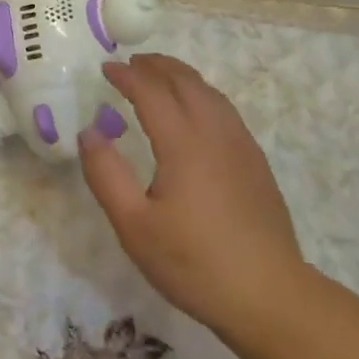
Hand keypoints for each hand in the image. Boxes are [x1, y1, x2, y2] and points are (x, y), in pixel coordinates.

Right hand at [78, 55, 306, 334]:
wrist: (269, 296)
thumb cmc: (193, 263)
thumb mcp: (134, 226)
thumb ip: (106, 175)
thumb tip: (89, 132)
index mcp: (183, 144)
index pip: (151, 92)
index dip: (127, 76)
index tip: (106, 68)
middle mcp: (215, 134)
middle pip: (186, 82)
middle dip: (157, 66)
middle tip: (131, 62)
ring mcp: (241, 147)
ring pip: (211, 94)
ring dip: (182, 76)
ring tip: (160, 76)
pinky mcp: (256, 163)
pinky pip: (226, 111)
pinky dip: (203, 95)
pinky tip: (196, 112)